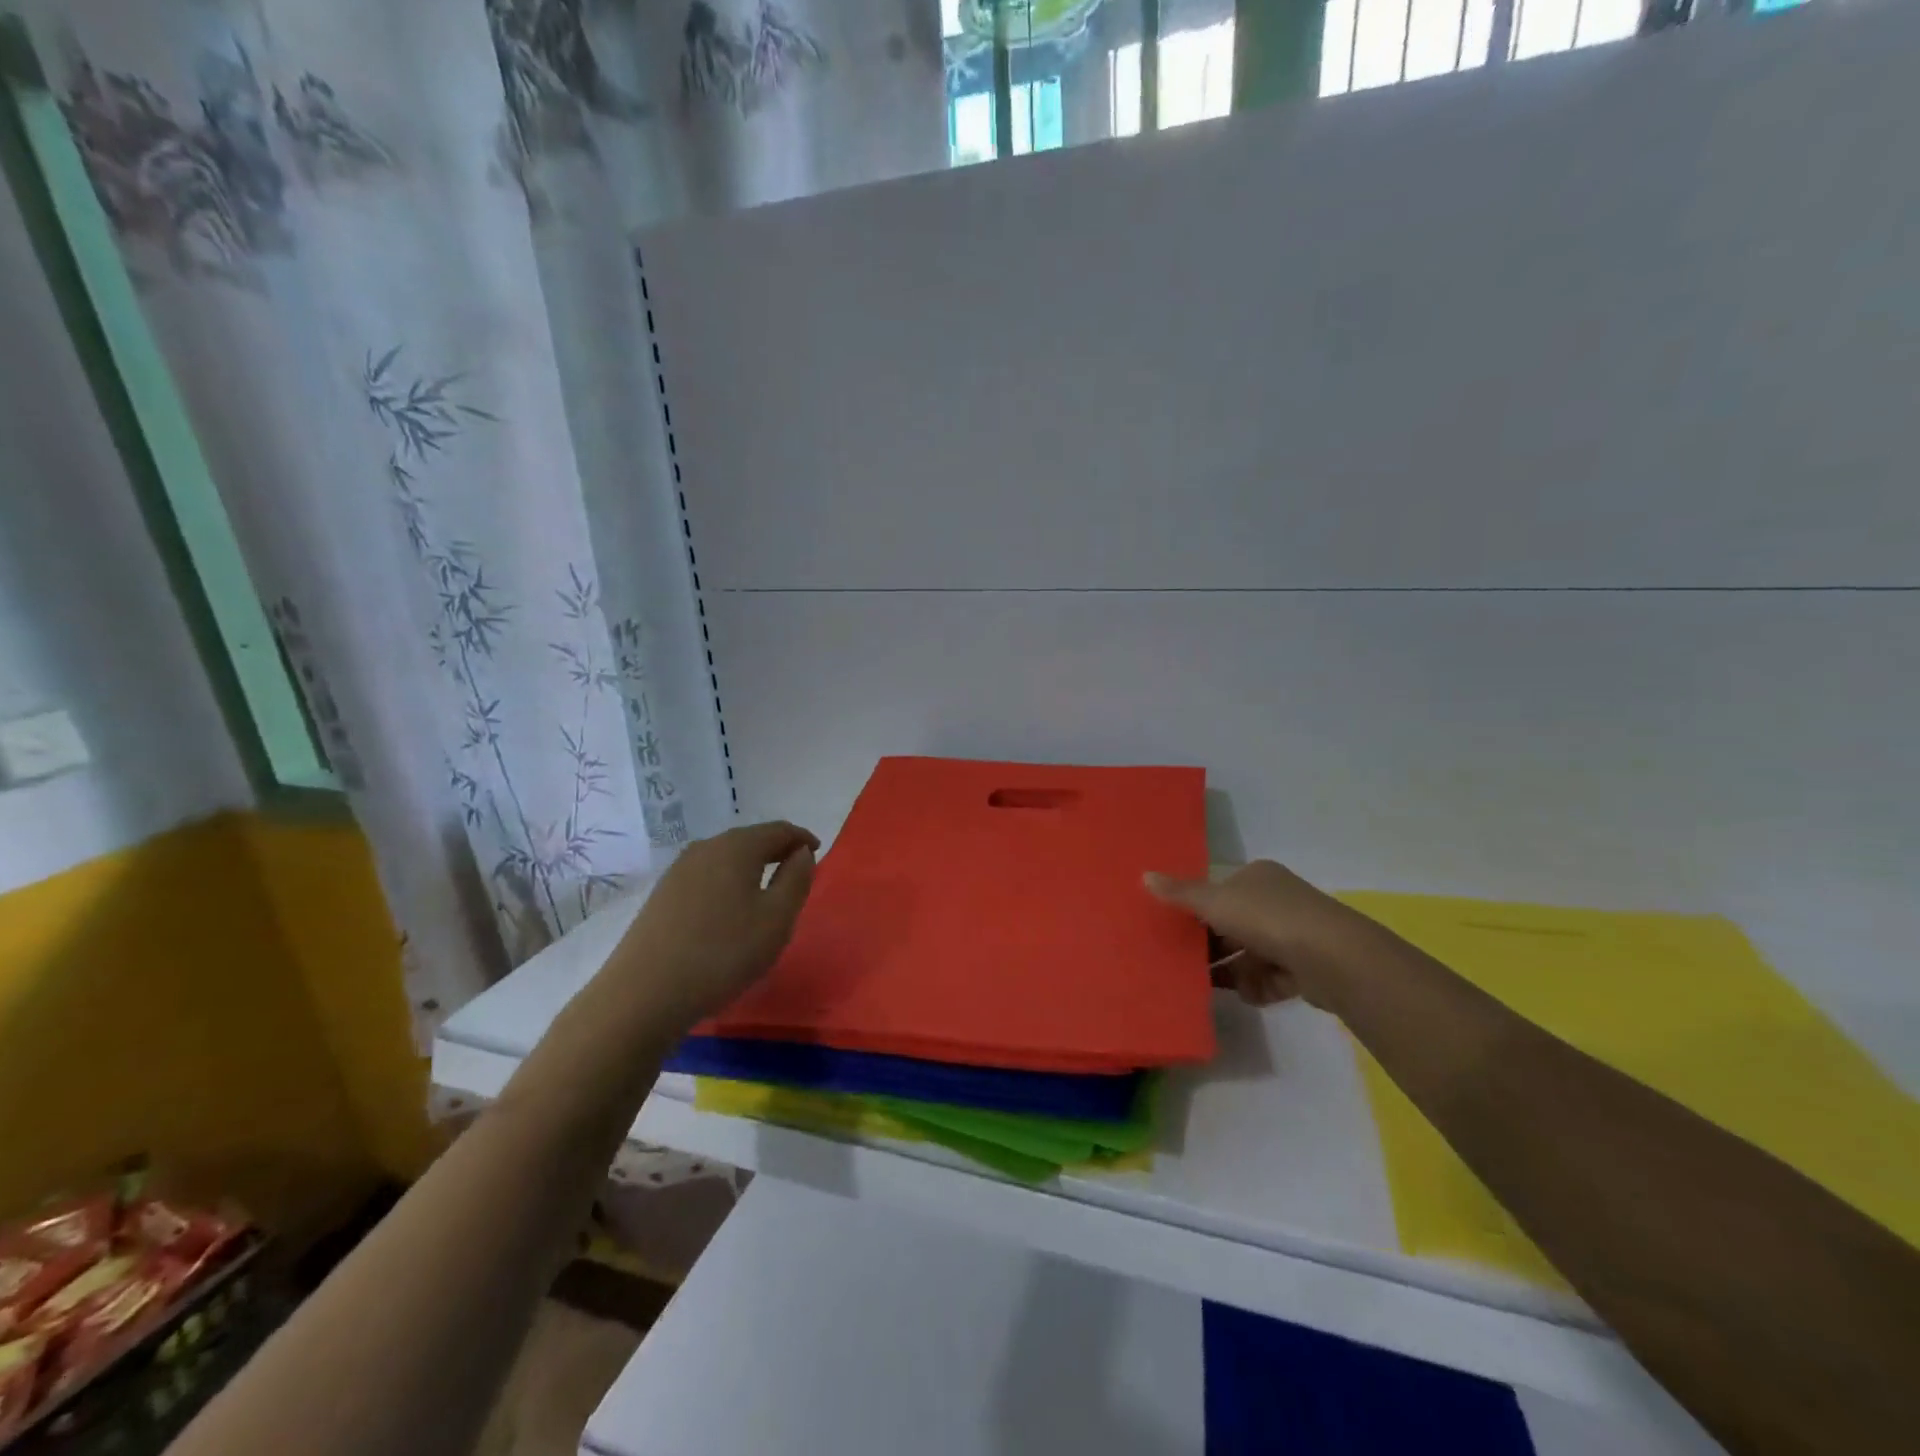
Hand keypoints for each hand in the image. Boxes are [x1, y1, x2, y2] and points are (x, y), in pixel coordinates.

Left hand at [610, 820, 818, 1029]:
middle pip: (750, 840)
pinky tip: (730, 910)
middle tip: (795, 872)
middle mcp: (706, 848)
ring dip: (750, 868)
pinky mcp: (662, 895)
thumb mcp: (776, 919)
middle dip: (776, 851)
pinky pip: (707, 876)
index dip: (802, 838)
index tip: (817, 853)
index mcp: (737, 847)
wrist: (644, 994)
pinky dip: (727, 882)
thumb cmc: (723, 953)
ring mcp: (678, 870)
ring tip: (766, 892)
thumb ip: (797, 880)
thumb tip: (802, 854)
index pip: (779, 830)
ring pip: (726, 858)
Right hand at [1144, 860, 1367, 1010]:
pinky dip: (1257, 988)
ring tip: (1202, 985)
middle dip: (1211, 944)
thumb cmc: (1267, 918)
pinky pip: (1270, 979)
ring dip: (1231, 970)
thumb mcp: (1214, 901)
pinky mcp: (1306, 970)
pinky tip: (1245, 995)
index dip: (1198, 908)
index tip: (1174, 927)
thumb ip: (1180, 894)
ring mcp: (1295, 936)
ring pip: (1250, 954)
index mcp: (1258, 878)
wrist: (1332, 958)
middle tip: (1182, 960)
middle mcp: (1277, 902)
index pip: (1221, 890)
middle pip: (1233, 924)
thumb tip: (1144, 876)